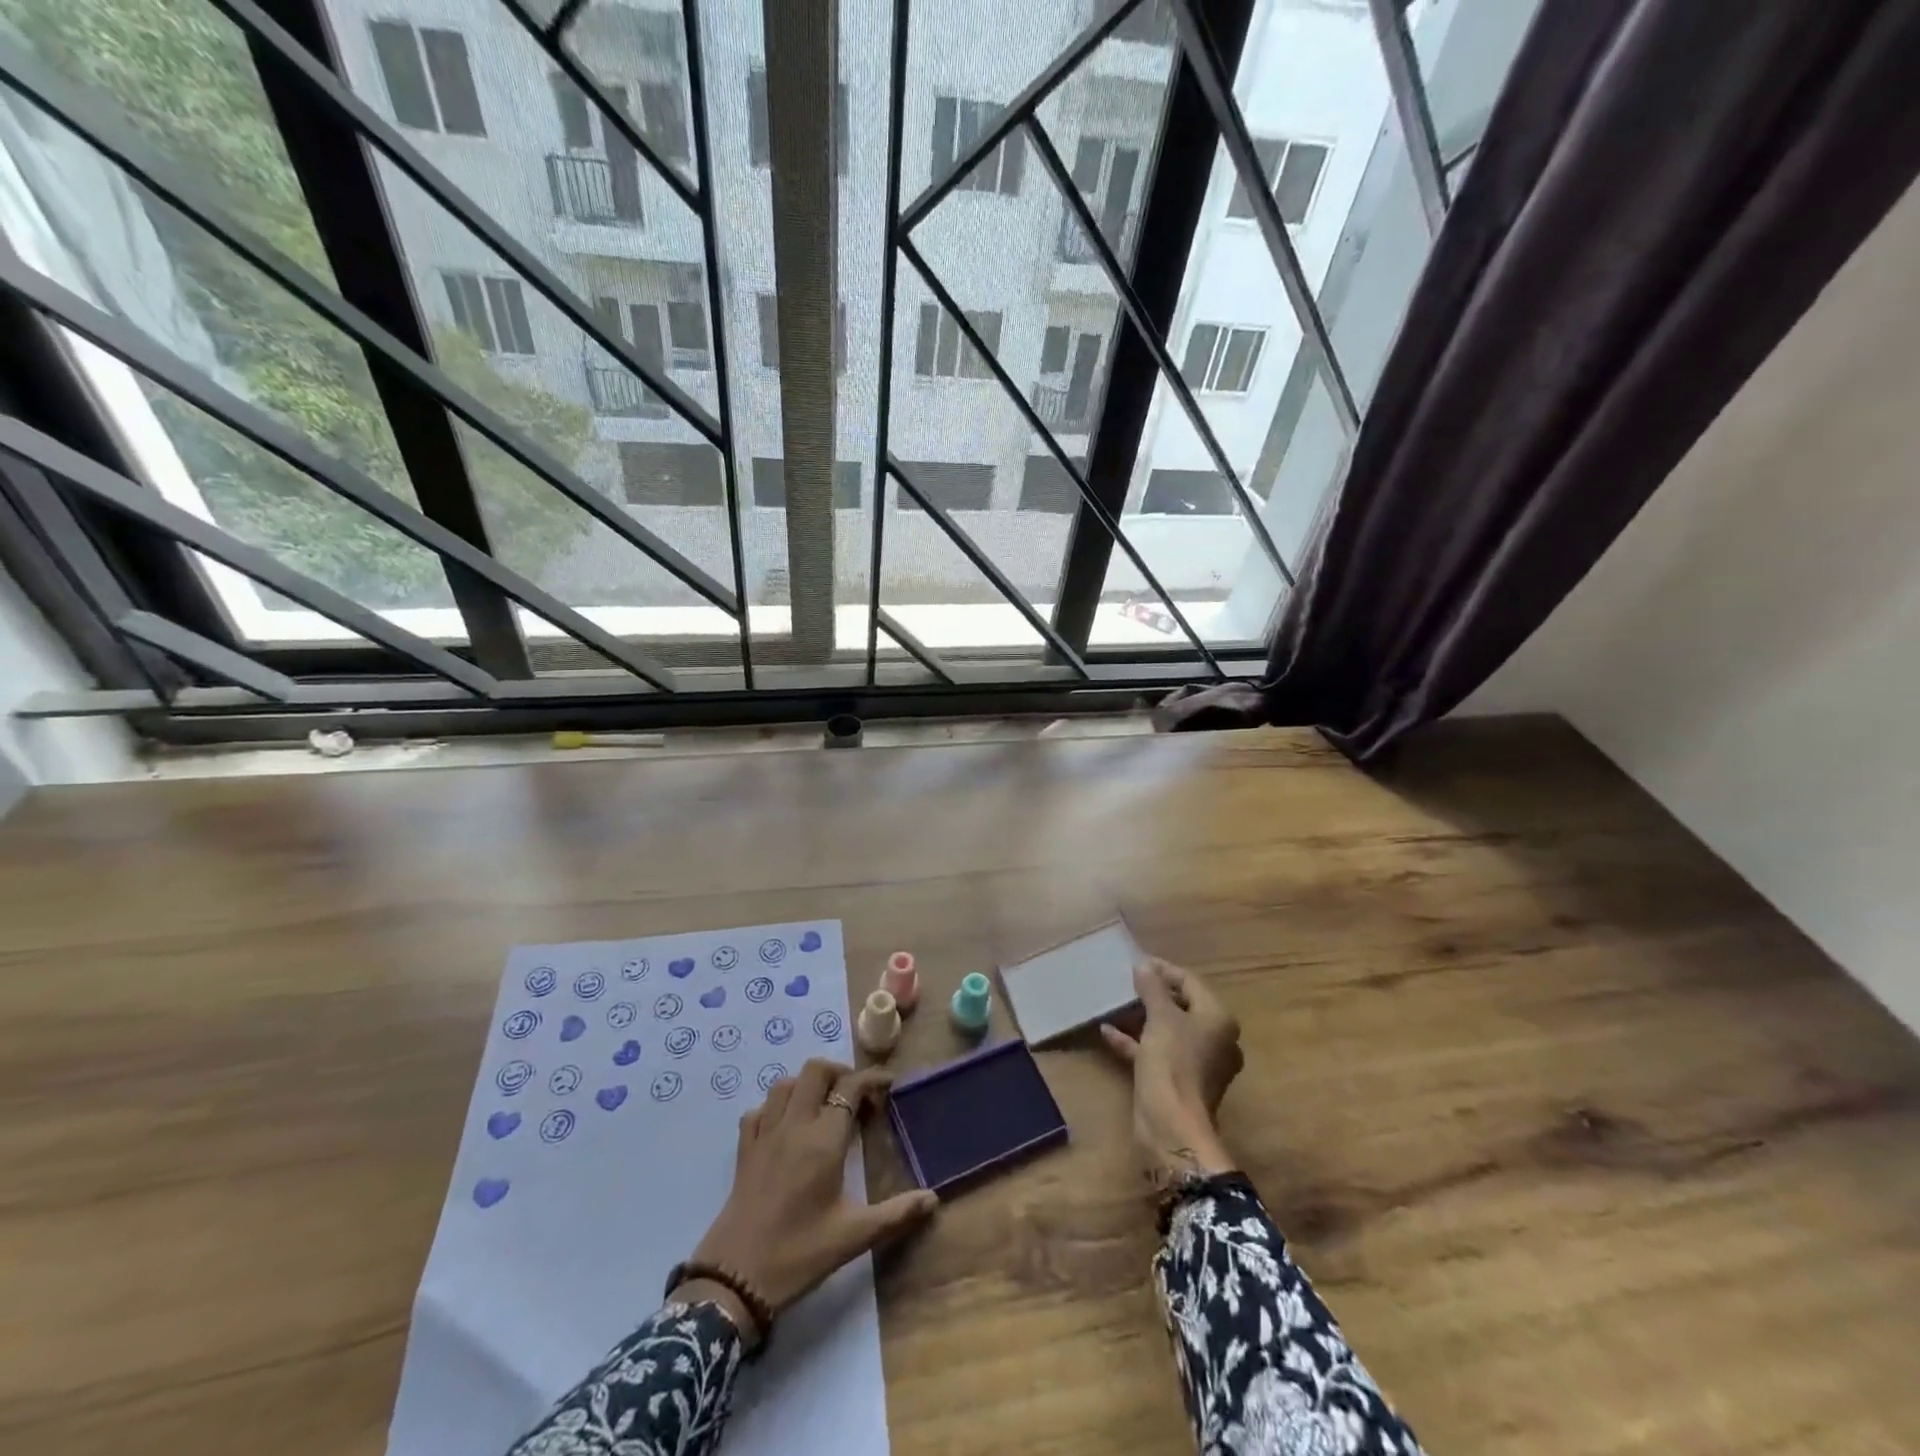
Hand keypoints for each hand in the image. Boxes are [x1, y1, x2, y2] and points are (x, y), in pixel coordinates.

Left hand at [680, 1059, 937, 1337]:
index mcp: (824, 1140)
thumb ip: (896, 1214)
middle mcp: (794, 1126)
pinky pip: (758, 1111)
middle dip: (839, 1072)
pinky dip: (774, 1108)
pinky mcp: (743, 1151)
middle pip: (815, 1071)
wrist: (734, 1280)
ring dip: (806, 1085)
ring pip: (784, 1084)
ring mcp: (765, 1135)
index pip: (850, 1087)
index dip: (871, 1079)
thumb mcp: (853, 1237)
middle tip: (855, 1094)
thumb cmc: (798, 1254)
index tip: (887, 1086)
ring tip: (822, 1105)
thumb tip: (933, 1201)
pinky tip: (785, 1126)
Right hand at [1101, 958, 1244, 1189]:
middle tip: (1126, 981)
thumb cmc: (1172, 1062)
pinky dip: (1136, 1041)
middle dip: (1152, 993)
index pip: (1191, 982)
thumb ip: (1152, 988)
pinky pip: (1157, 1052)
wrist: (1171, 1125)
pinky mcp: (1178, 1081)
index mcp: (1218, 1019)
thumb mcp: (1160, 1018)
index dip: (1164, 970)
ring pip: (1168, 1030)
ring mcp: (1197, 1063)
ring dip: (1142, 1017)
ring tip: (1116, 1003)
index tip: (1138, 962)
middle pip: (1181, 1006)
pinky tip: (1107, 1032)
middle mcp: (1214, 1039)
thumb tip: (1144, 965)